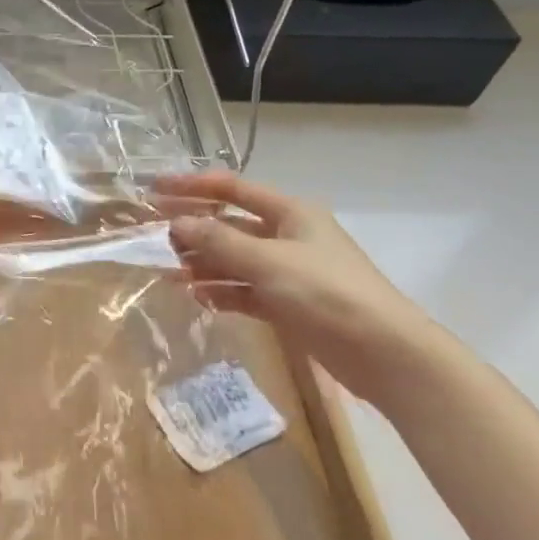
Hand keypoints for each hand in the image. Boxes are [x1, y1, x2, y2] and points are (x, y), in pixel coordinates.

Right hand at [155, 170, 448, 413]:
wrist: (384, 353)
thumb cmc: (326, 293)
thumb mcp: (268, 262)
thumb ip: (219, 241)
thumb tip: (177, 223)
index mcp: (291, 212)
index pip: (232, 189)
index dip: (192, 186)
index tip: (154, 189)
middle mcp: (289, 236)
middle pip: (231, 224)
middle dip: (194, 228)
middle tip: (154, 236)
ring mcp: (289, 271)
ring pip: (235, 260)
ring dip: (204, 263)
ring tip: (170, 272)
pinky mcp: (289, 304)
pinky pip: (246, 290)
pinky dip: (223, 292)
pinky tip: (199, 298)